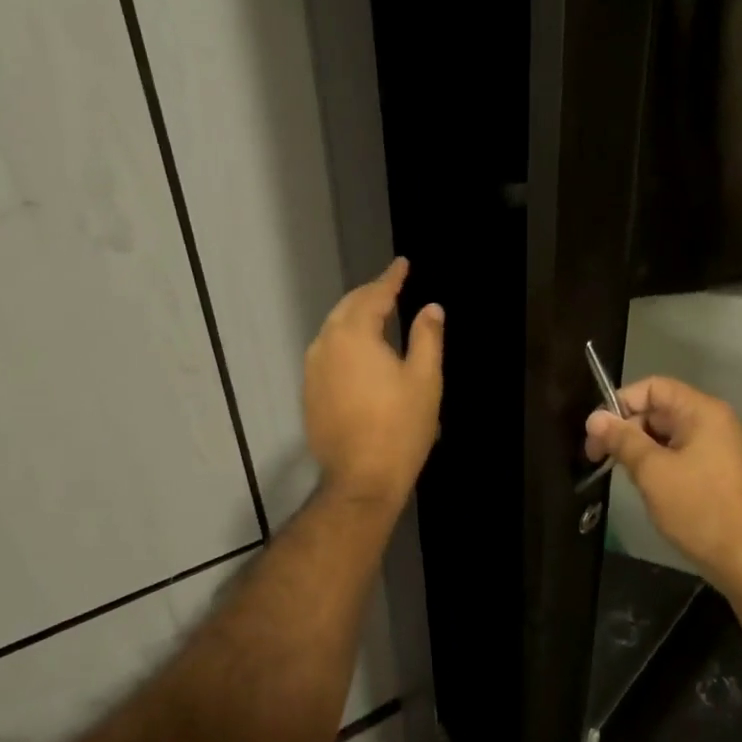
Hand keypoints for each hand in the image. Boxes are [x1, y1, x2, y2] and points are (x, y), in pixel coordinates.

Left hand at [305, 257, 443, 511]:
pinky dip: (344, 339)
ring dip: (355, 315)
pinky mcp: (309, 391)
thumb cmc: (400, 427)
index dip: (391, 278)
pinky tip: (358, 349)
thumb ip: (428, 337)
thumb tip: (432, 307)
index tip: (402, 263)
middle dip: (370, 294)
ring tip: (376, 311)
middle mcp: (326, 344)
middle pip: (348, 307)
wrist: (361, 479)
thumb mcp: (425, 379)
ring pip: (333, 328)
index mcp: (355, 335)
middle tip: (391, 285)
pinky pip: (327, 351)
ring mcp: (313, 369)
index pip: (374, 295)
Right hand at [585, 376, 741, 590]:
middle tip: (599, 457)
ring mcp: (717, 447)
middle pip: (659, 409)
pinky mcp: (716, 471)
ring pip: (666, 434)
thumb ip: (622, 440)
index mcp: (702, 411)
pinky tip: (643, 484)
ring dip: (640, 448)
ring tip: (620, 472)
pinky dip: (657, 463)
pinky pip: (679, 454)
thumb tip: (594, 418)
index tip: (597, 432)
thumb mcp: (653, 471)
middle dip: (627, 428)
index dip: (621, 403)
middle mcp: (712, 421)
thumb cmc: (699, 508)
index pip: (653, 387)